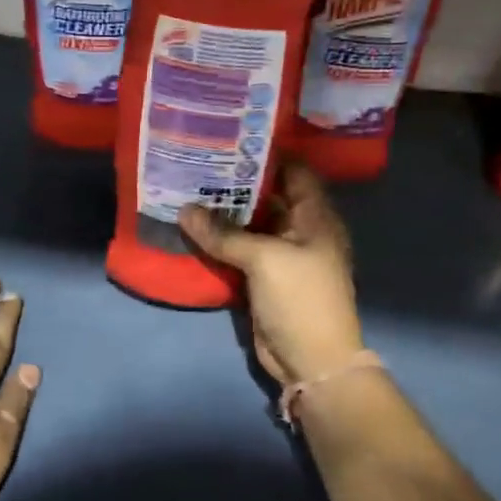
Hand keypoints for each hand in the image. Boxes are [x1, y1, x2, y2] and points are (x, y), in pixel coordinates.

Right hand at [178, 163, 364, 386]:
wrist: (312, 361)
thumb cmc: (301, 299)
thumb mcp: (264, 259)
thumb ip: (224, 233)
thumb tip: (184, 210)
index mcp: (316, 216)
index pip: (294, 171)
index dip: (267, 154)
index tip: (231, 139)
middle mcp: (301, 230)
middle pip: (269, 196)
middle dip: (237, 182)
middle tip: (200, 161)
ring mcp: (283, 255)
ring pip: (251, 224)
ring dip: (225, 212)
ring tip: (189, 187)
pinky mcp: (265, 277)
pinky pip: (241, 250)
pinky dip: (221, 240)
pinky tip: (193, 226)